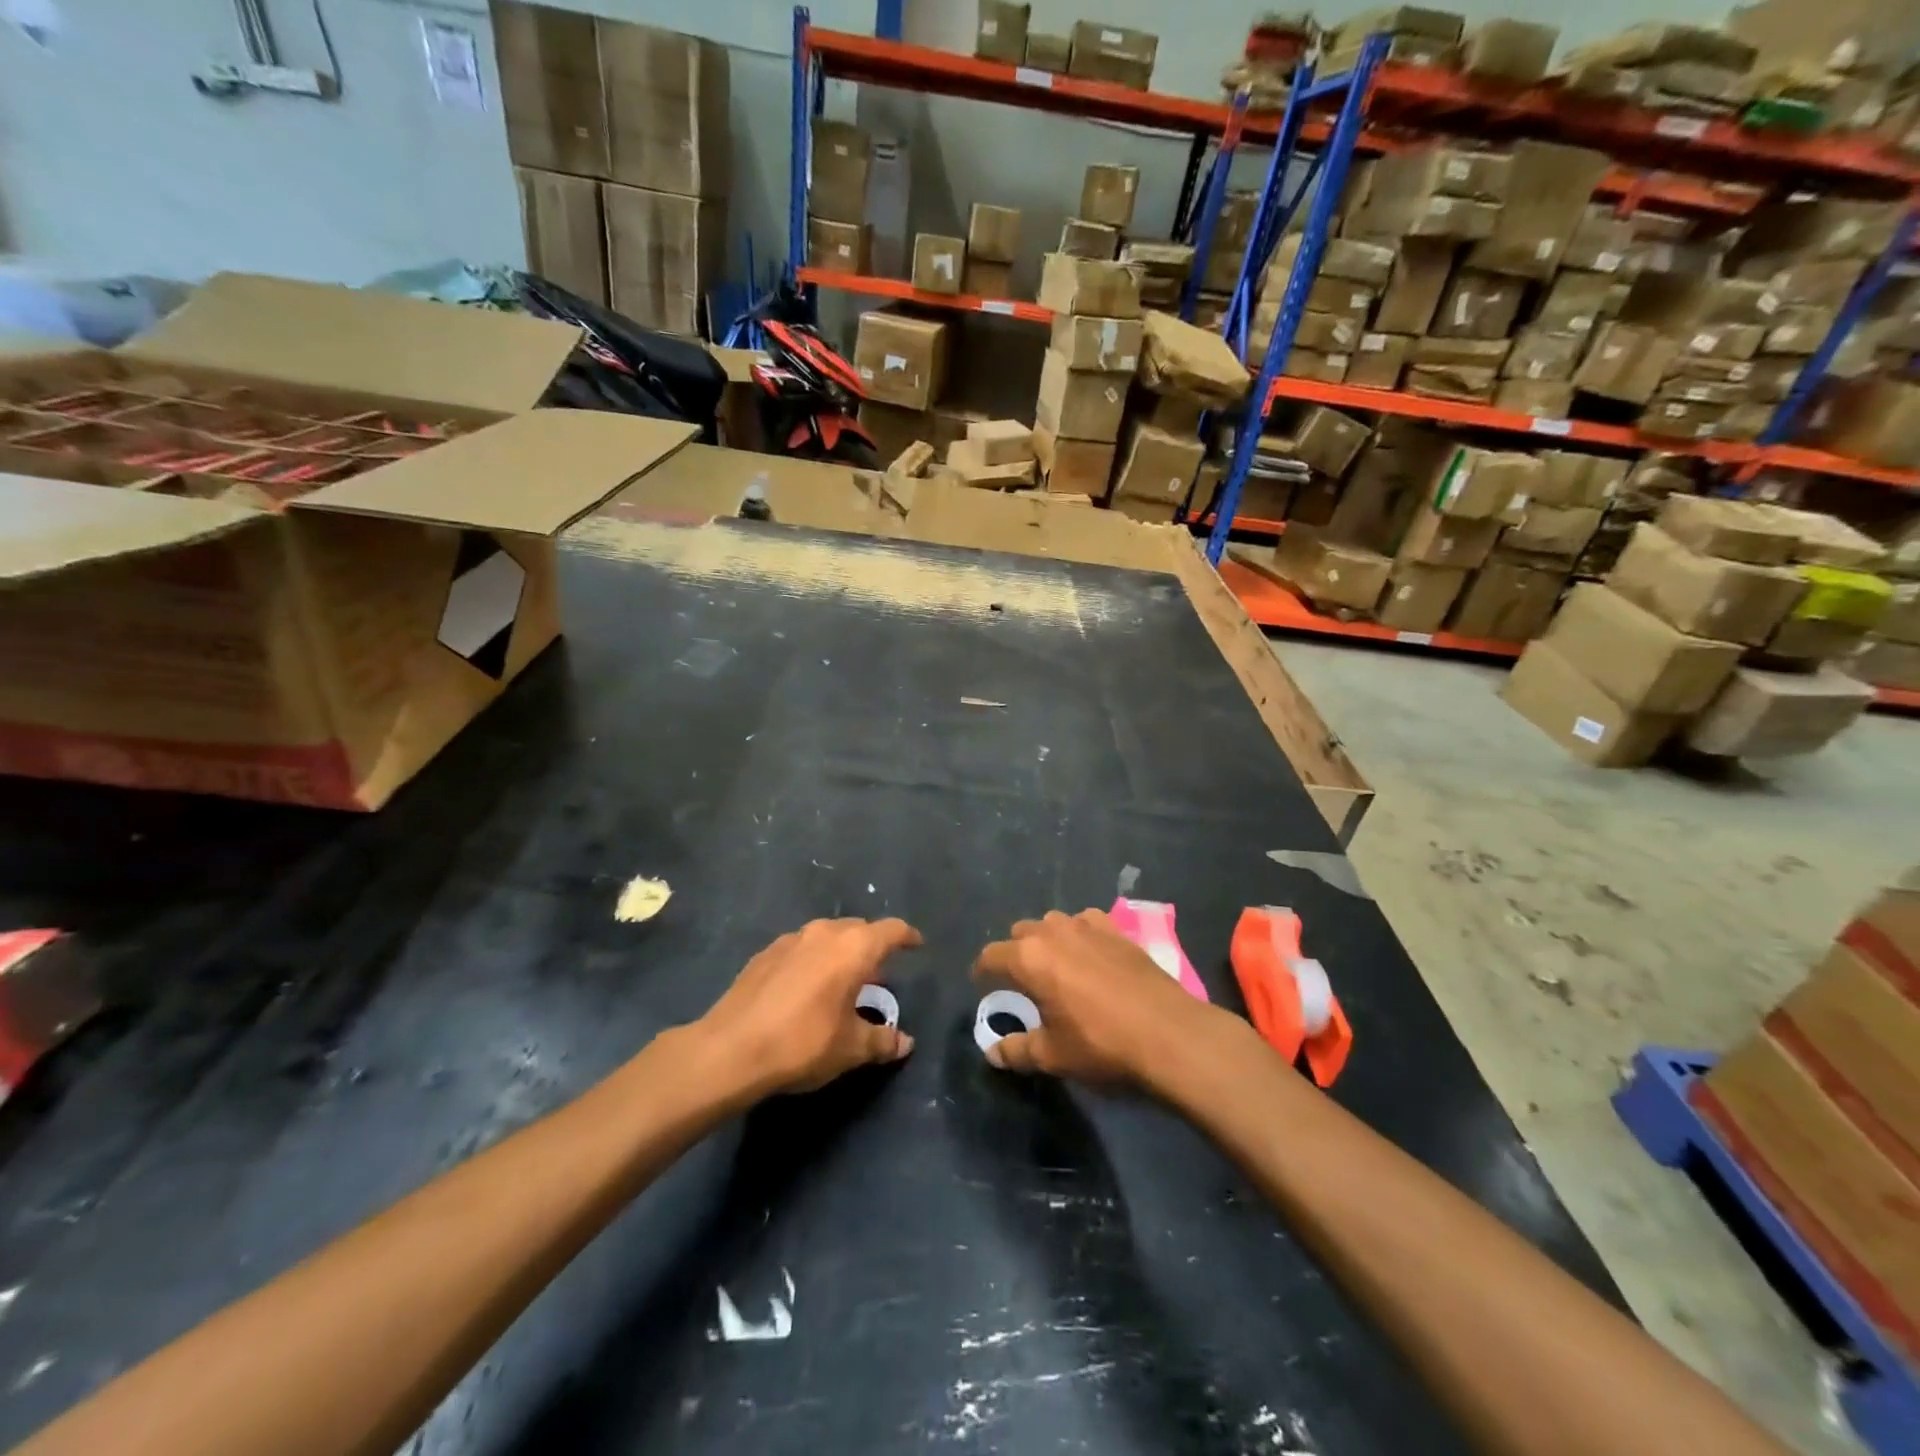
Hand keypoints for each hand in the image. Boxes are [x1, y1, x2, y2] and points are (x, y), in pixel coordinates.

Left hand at [700, 918, 921, 1096]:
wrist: (730, 1049)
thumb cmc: (803, 1043)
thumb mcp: (851, 1049)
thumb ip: (882, 1041)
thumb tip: (906, 1043)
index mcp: (854, 948)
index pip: (892, 930)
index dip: (908, 936)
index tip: (917, 945)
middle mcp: (824, 933)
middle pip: (859, 929)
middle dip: (872, 947)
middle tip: (878, 975)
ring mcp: (791, 940)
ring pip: (827, 936)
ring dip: (840, 952)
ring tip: (842, 981)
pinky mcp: (764, 953)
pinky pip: (801, 948)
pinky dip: (812, 961)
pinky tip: (806, 988)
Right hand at [973, 908, 1225, 1087]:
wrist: (1169, 1033)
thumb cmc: (1101, 1045)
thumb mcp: (1053, 1055)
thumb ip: (1017, 1050)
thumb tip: (992, 1054)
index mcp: (1029, 958)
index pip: (991, 955)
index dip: (983, 972)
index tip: (983, 987)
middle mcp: (1053, 932)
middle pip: (1021, 933)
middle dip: (1015, 953)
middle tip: (1023, 983)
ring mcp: (1088, 925)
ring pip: (1054, 923)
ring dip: (1047, 941)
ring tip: (1056, 968)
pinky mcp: (1118, 930)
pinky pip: (1087, 922)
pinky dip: (1081, 935)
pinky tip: (1091, 956)